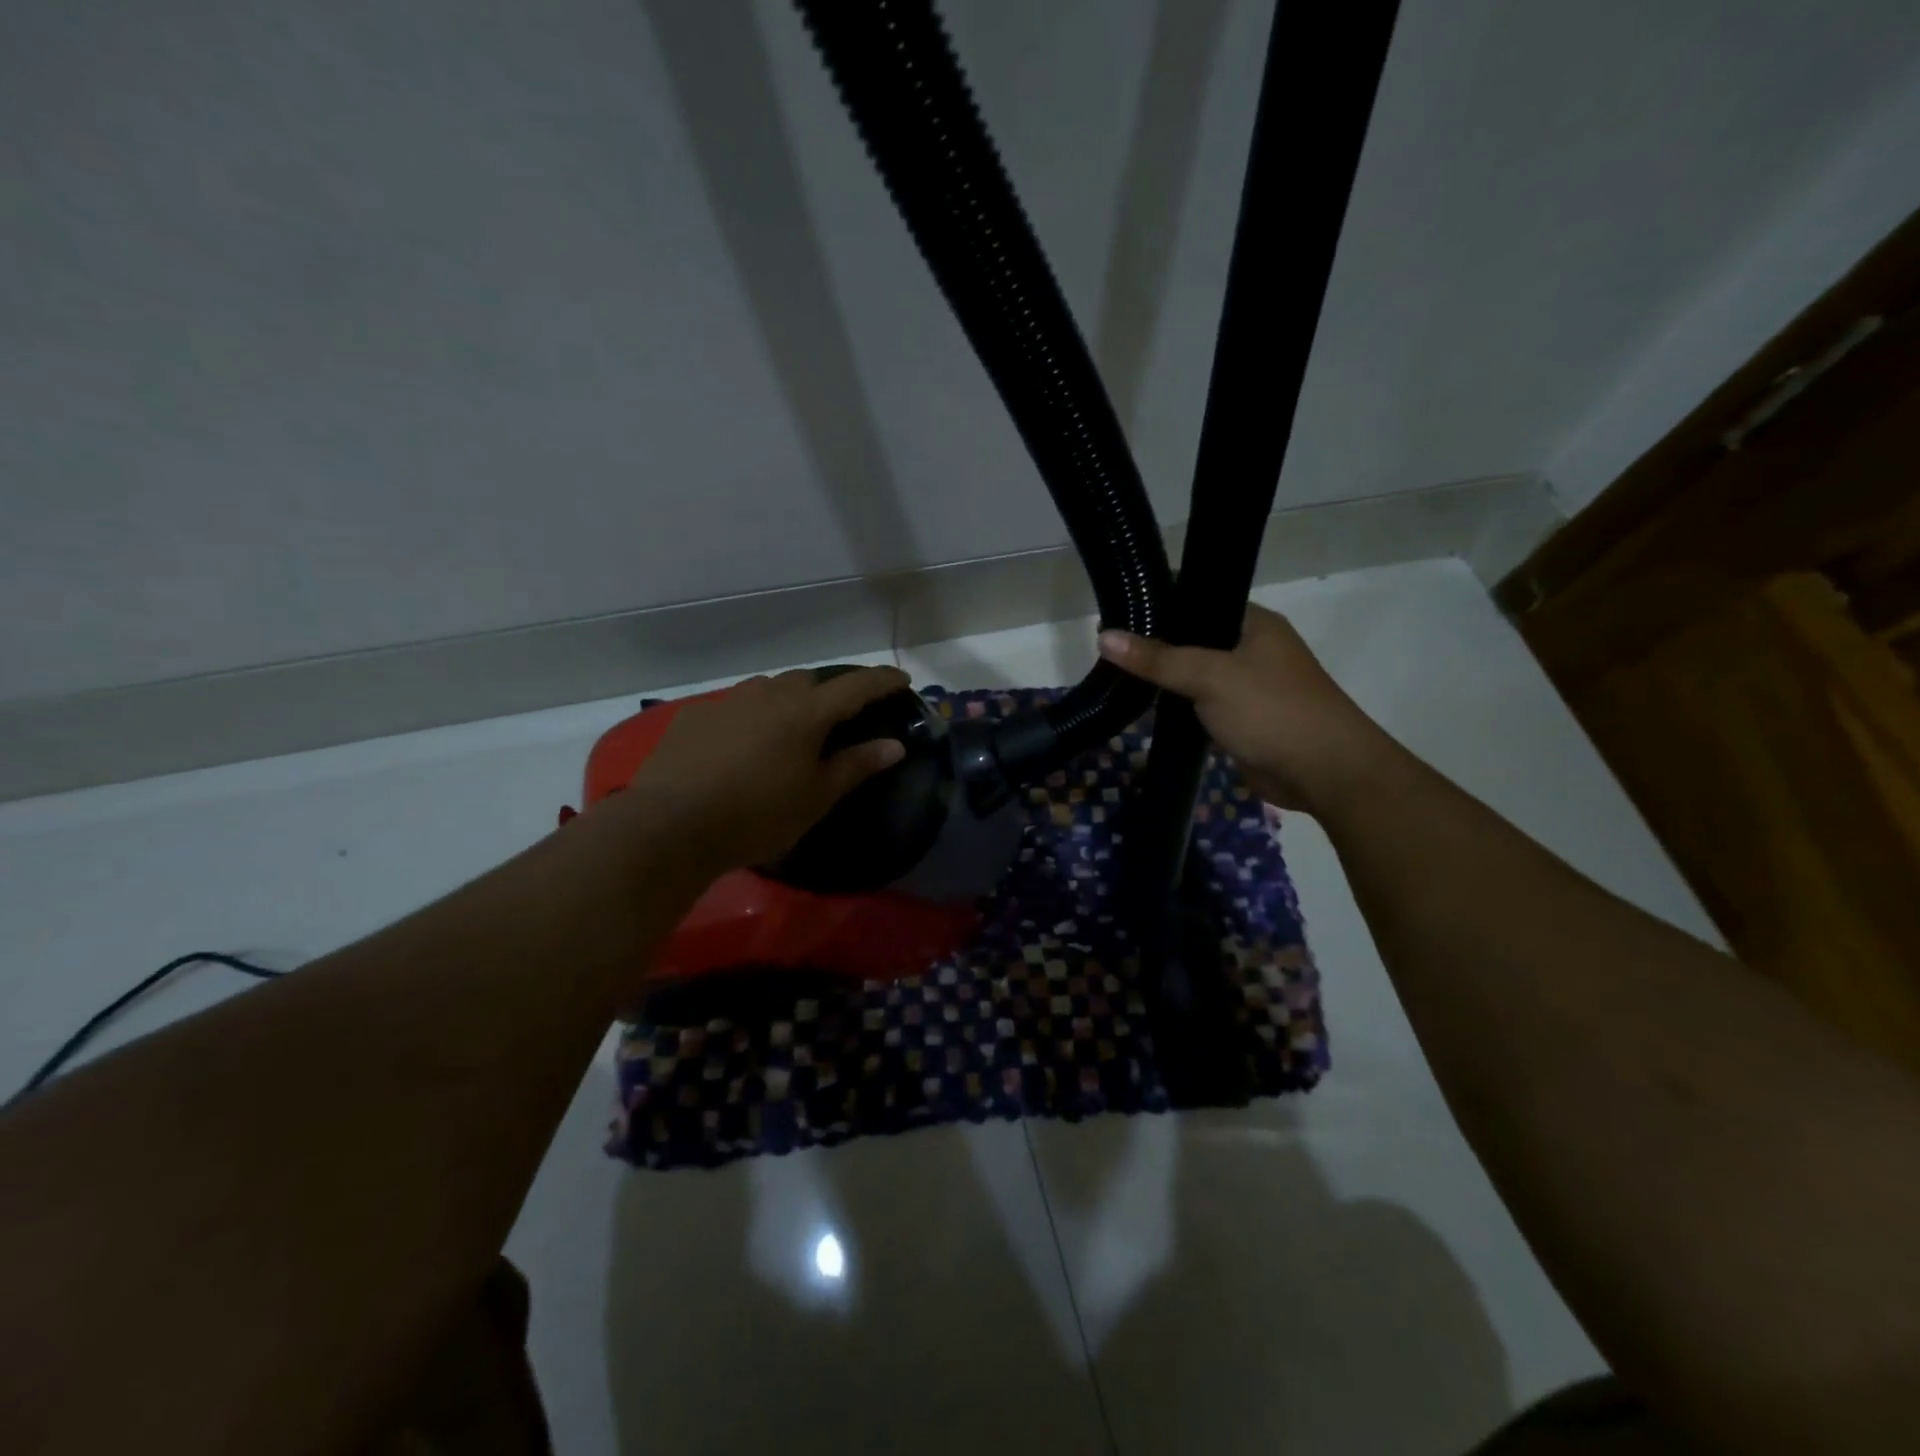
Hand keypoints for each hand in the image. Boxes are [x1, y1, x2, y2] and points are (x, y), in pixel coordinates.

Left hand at [620, 667, 909, 875]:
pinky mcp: (695, 715)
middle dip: (830, 692)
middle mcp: (769, 694)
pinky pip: (735, 705)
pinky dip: (751, 716)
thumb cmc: (757, 816)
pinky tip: (741, 745)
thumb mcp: (816, 797)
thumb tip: (895, 745)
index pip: (856, 686)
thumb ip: (857, 766)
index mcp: (806, 713)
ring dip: (787, 700)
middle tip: (837, 720)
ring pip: (769, 688)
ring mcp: (728, 701)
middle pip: (810, 680)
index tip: (902, 679)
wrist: (671, 825)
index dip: (882, 680)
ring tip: (787, 731)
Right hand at [1099, 605, 1393, 815]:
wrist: (1325, 772)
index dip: (1161, 602)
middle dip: (1156, 645)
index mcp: (1254, 623)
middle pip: (1194, 639)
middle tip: (1108, 646)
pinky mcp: (1242, 720)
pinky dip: (1178, 708)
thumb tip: (1103, 636)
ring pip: (1195, 675)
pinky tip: (1144, 709)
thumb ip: (1158, 658)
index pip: (1200, 598)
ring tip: (1116, 675)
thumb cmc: (1272, 710)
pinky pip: (1201, 706)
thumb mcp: (1210, 677)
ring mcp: (1248, 686)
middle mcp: (1252, 649)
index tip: (1118, 609)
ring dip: (1165, 680)